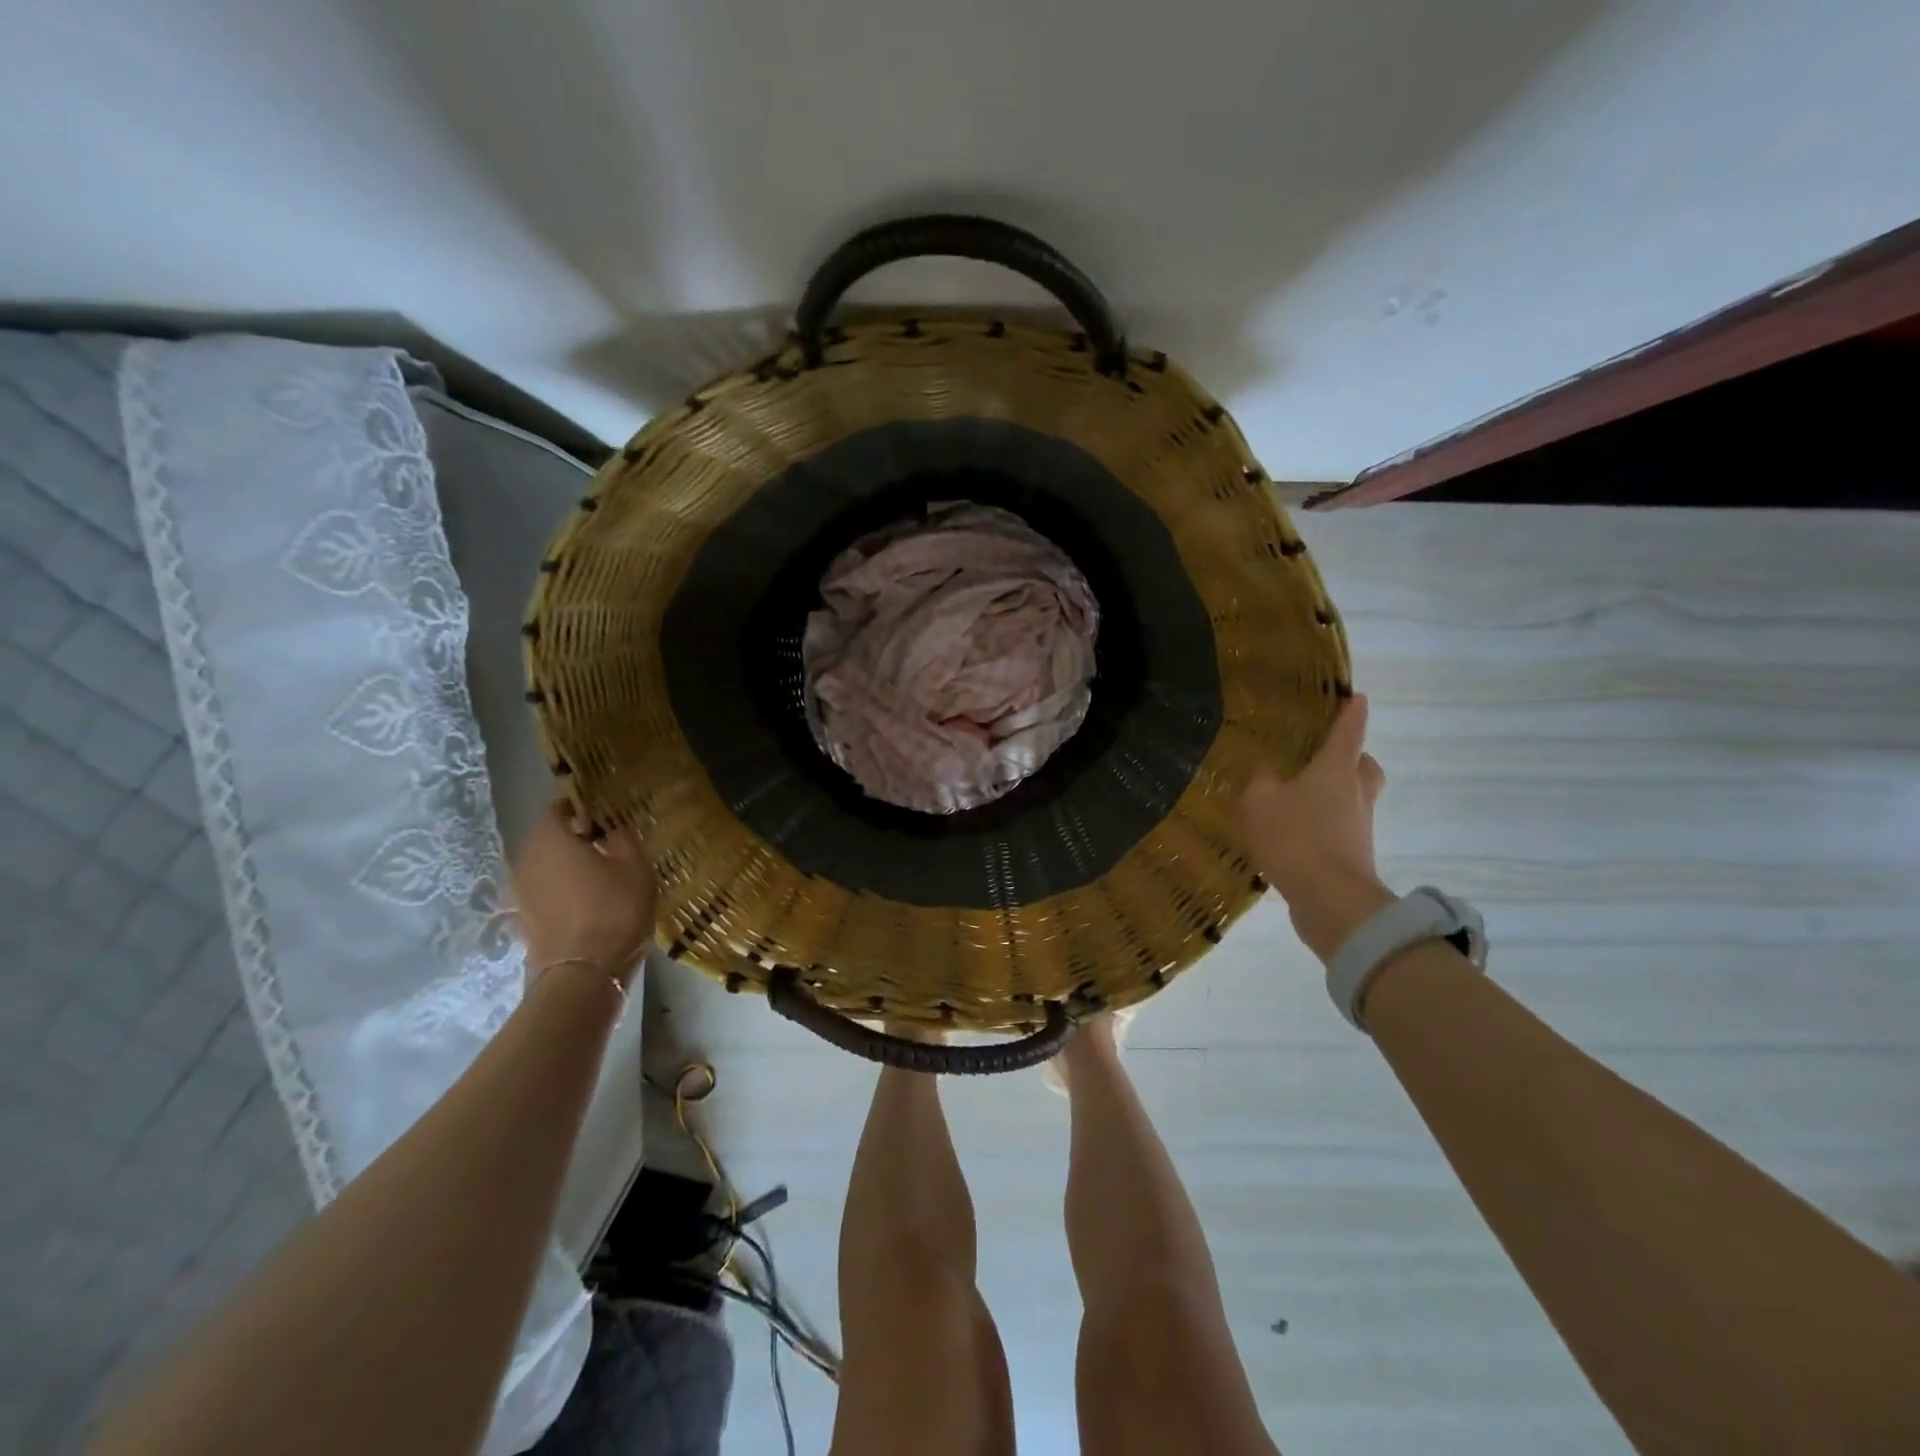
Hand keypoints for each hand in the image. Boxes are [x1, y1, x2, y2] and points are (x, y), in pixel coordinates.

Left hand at [510, 801, 656, 987]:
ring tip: (595, 871)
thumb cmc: (614, 910)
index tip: (599, 811)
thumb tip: (611, 829)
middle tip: (602, 840)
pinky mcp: (523, 918)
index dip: (577, 806)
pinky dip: (559, 888)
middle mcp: (526, 860)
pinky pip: (542, 890)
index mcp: (551, 840)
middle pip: (546, 838)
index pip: (555, 810)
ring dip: (564, 864)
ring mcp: (520, 892)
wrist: (583, 974)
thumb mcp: (635, 867)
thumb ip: (622, 839)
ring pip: (543, 865)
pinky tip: (584, 898)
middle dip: (571, 836)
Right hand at [1239, 694, 1393, 963]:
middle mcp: (1356, 793)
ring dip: (1338, 793)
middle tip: (1326, 758)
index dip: (1351, 713)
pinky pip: (1343, 828)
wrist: (1331, 901)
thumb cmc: (1296, 838)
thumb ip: (1261, 781)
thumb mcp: (1261, 802)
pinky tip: (1299, 832)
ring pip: (1356, 798)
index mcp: (1336, 770)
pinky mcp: (1355, 855)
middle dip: (1352, 758)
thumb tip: (1267, 770)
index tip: (1356, 697)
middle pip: (1364, 766)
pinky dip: (1327, 824)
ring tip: (1302, 798)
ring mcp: (1360, 826)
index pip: (1348, 731)